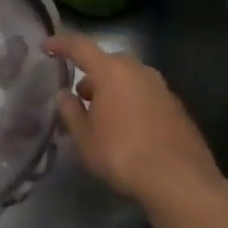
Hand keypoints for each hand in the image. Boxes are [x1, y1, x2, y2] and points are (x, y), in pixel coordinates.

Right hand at [46, 33, 225, 220]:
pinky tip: (129, 129)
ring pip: (129, 78)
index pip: (79, 45)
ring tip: (103, 116)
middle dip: (91, 74)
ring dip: (113, 89)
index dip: (60, 44)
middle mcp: (138, 70)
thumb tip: (65, 95)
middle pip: (107, 62)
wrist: (182, 183)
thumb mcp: (85, 138)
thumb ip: (70, 111)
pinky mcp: (177, 107)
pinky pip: (145, 95)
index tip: (45, 47)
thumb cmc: (123, 155)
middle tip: (79, 95)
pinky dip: (132, 103)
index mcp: (111, 70)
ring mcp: (162, 88)